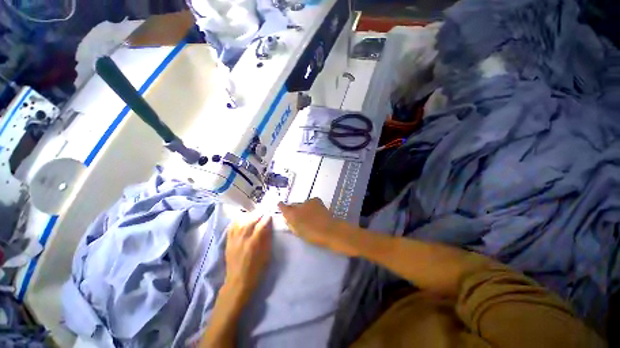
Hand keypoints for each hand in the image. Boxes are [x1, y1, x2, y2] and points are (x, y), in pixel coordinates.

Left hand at [224, 214, 272, 300]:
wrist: (238, 283)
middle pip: (250, 220)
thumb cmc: (256, 270)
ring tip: (253, 214)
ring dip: (248, 216)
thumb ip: (267, 239)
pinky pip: (231, 228)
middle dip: (258, 214)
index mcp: (254, 242)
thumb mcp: (266, 255)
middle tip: (263, 211)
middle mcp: (242, 238)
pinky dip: (237, 221)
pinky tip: (241, 219)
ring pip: (240, 222)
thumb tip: (269, 226)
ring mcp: (234, 240)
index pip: (261, 225)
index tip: (270, 214)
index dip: (267, 218)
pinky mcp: (228, 242)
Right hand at [278, 198, 351, 254]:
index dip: (281, 206)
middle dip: (293, 208)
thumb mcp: (298, 232)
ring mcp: (307, 201)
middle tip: (297, 215)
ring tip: (309, 215)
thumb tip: (288, 219)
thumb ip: (291, 224)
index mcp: (292, 214)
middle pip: (293, 205)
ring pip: (302, 203)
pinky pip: (310, 202)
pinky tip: (315, 211)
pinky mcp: (316, 200)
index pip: (283, 207)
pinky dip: (311, 205)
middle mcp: (298, 205)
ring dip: (303, 207)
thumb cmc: (312, 235)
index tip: (280, 204)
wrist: (329, 230)